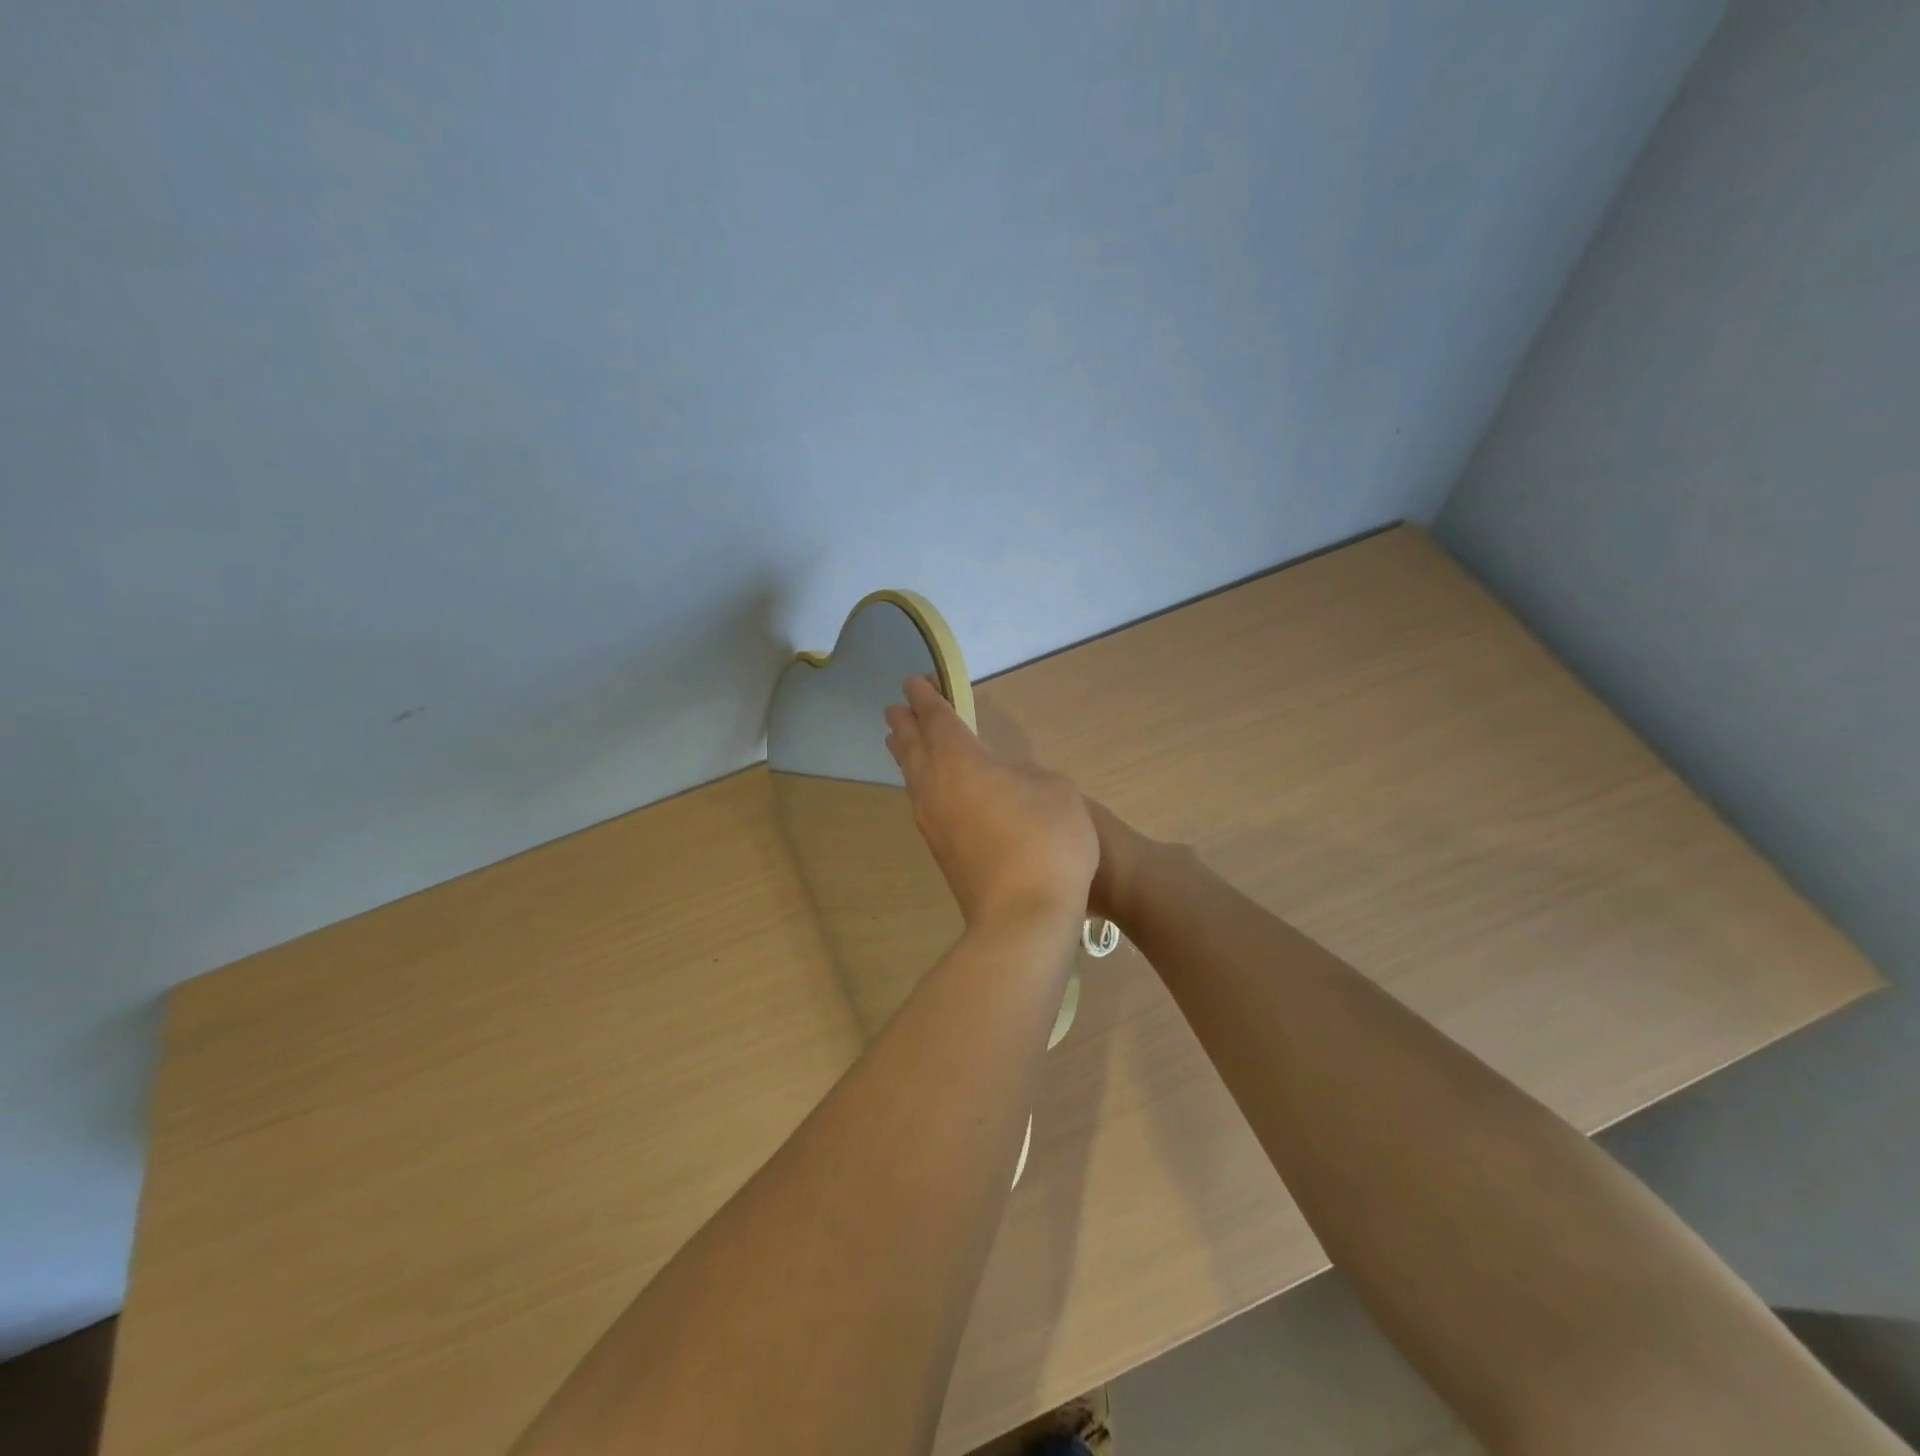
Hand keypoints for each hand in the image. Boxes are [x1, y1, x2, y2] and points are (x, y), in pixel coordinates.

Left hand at [884, 677, 1097, 928]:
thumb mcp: (1055, 789)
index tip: (913, 682)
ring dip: (907, 756)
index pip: (937, 719)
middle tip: (896, 709)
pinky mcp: (941, 853)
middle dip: (906, 725)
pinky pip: (923, 804)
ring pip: (913, 778)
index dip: (927, 698)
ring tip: (901, 743)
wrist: (1024, 916)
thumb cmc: (1045, 840)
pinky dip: (921, 785)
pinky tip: (929, 791)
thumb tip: (1007, 780)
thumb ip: (1027, 773)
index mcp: (961, 760)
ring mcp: (933, 823)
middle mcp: (936, 787)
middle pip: (913, 748)